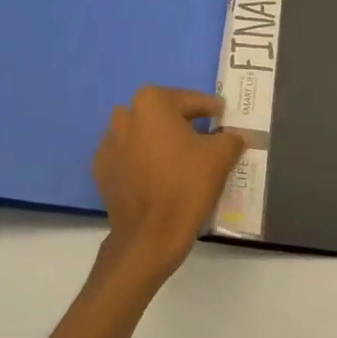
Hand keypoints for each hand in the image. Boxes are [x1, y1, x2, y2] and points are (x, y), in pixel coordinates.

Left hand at [92, 86, 245, 286]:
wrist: (149, 237)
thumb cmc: (186, 186)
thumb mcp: (221, 156)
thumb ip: (231, 137)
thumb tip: (234, 135)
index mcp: (152, 103)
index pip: (190, 100)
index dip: (211, 109)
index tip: (223, 117)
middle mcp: (125, 116)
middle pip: (163, 114)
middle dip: (183, 122)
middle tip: (206, 137)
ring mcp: (109, 144)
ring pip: (144, 134)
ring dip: (162, 140)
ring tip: (183, 159)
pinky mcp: (102, 171)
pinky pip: (130, 157)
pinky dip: (145, 161)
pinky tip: (161, 177)